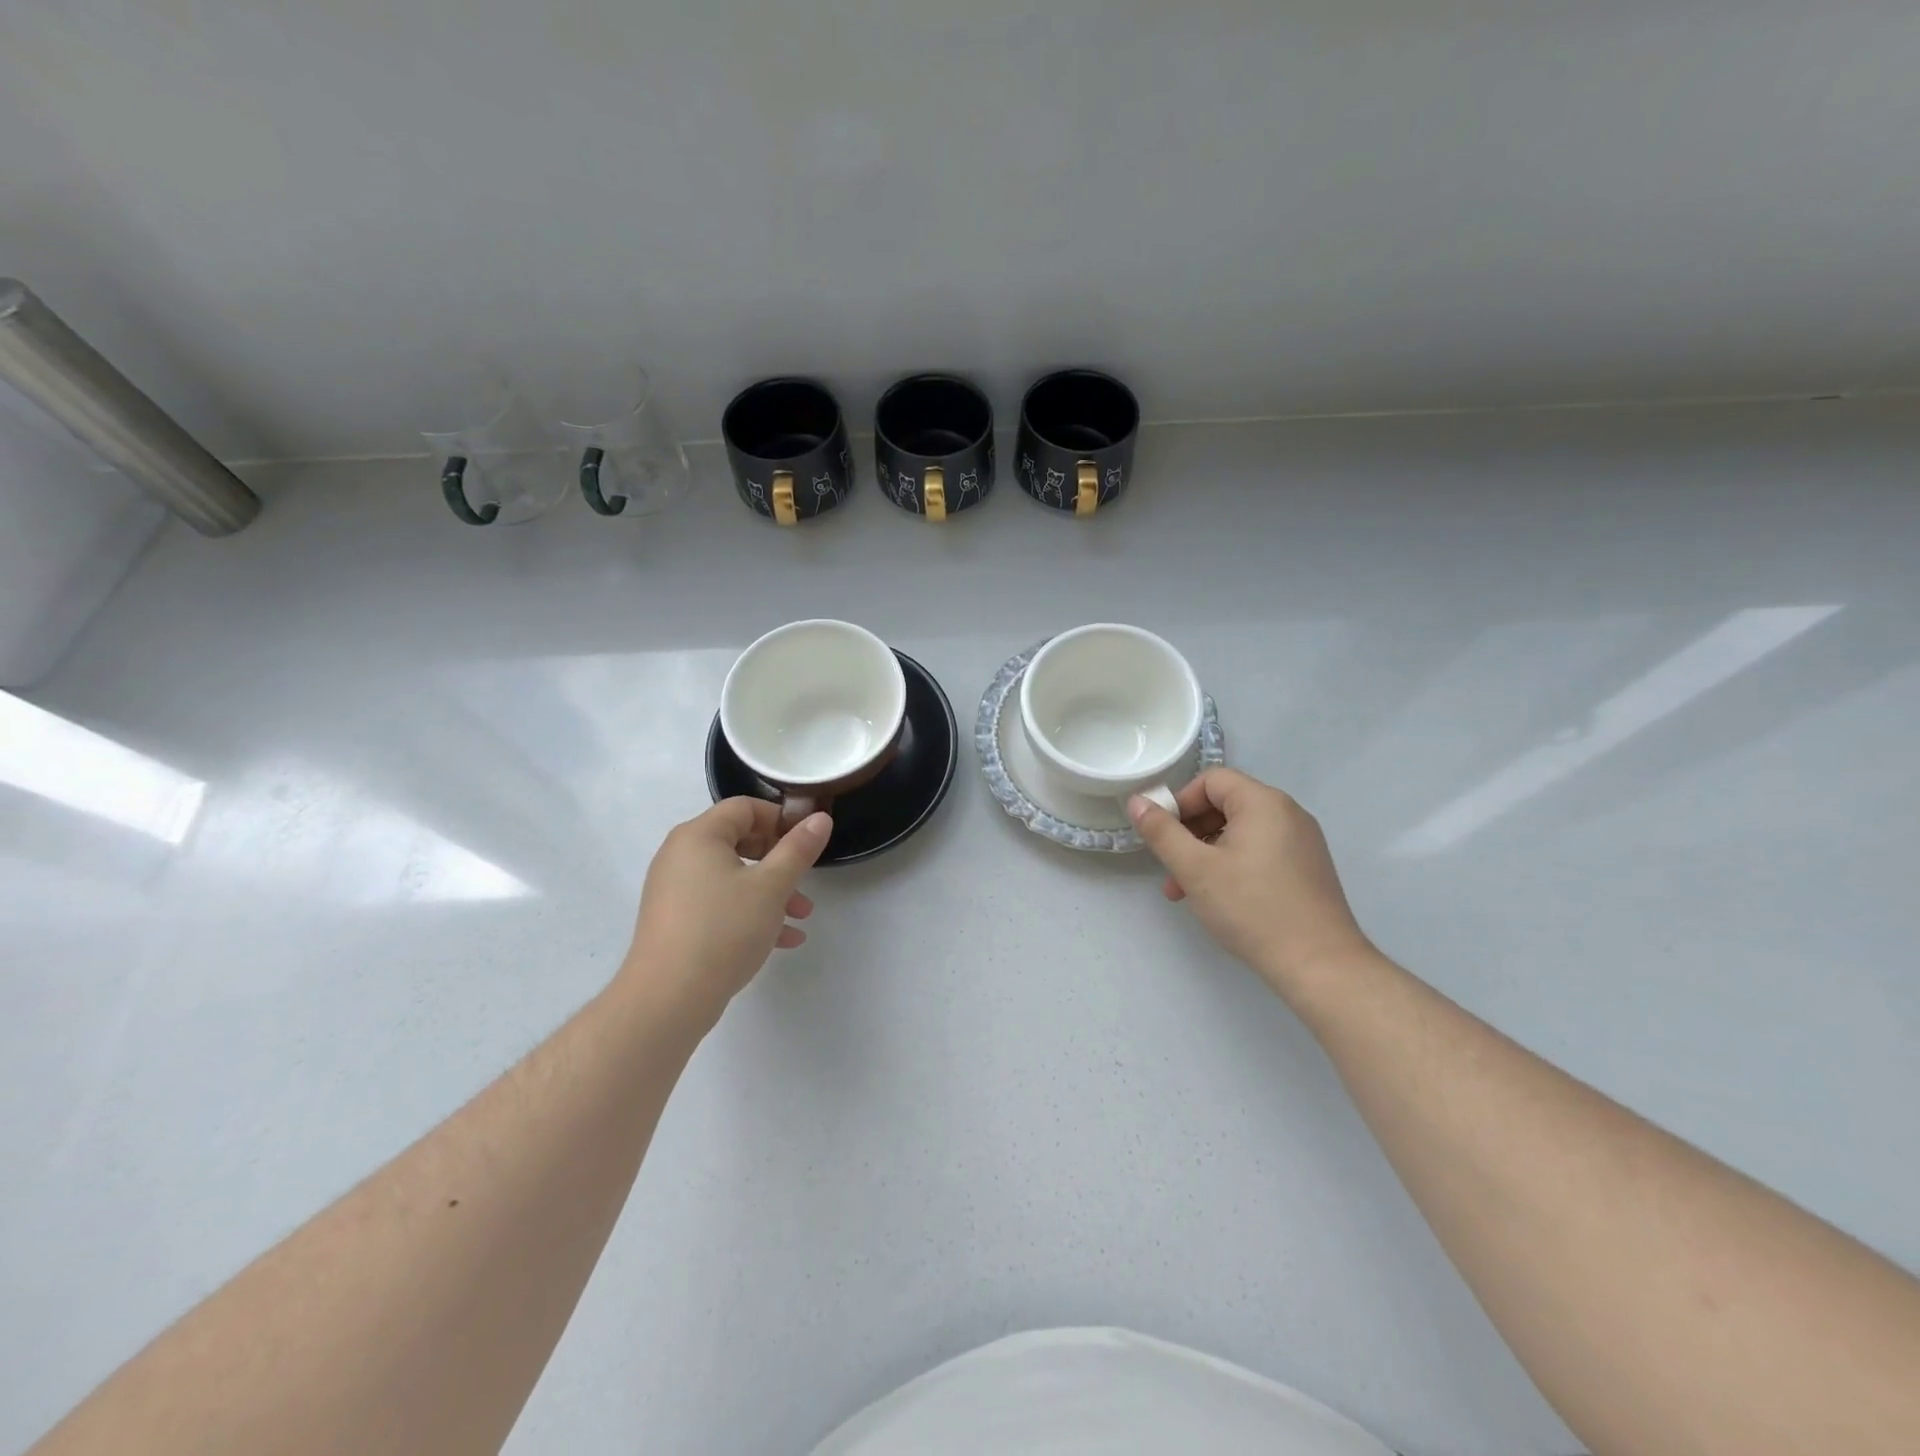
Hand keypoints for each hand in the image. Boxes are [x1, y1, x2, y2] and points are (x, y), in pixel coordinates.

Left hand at [622, 799, 831, 1030]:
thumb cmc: (724, 929)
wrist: (668, 999)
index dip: (780, 818)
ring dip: (771, 891)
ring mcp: (675, 890)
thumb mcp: (772, 886)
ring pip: (733, 877)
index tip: (807, 841)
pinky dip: (750, 913)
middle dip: (780, 860)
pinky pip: (719, 904)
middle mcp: (680, 856)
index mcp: (698, 836)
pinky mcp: (676, 921)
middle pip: (739, 841)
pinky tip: (783, 940)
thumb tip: (820, 818)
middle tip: (806, 878)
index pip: (744, 807)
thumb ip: (798, 849)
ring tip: (801, 916)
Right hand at [1129, 769, 1373, 999]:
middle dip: (1190, 832)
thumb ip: (1161, 832)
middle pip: (1225, 804)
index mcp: (1263, 802)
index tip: (1163, 837)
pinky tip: (1219, 899)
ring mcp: (1302, 842)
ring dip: (1206, 853)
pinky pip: (1260, 851)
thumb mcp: (1195, 869)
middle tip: (1170, 868)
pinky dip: (1232, 864)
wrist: (1319, 965)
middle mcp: (1288, 813)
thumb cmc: (1252, 908)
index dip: (1180, 802)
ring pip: (1240, 832)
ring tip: (1186, 892)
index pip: (1211, 780)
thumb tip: (1137, 802)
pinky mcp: (1307, 868)